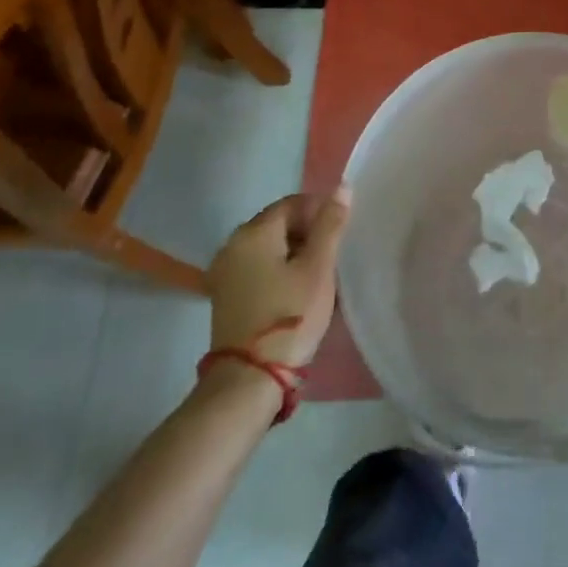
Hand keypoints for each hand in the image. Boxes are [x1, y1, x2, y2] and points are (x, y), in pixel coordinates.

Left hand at [206, 188, 351, 367]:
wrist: (249, 380)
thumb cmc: (289, 316)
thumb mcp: (318, 268)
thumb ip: (330, 225)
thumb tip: (342, 187)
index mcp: (254, 232)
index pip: (293, 204)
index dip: (320, 211)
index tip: (342, 233)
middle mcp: (232, 244)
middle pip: (277, 224)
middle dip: (307, 232)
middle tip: (334, 255)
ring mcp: (225, 272)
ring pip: (268, 247)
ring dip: (294, 253)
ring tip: (319, 274)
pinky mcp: (225, 296)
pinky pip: (257, 268)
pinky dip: (278, 270)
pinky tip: (296, 290)